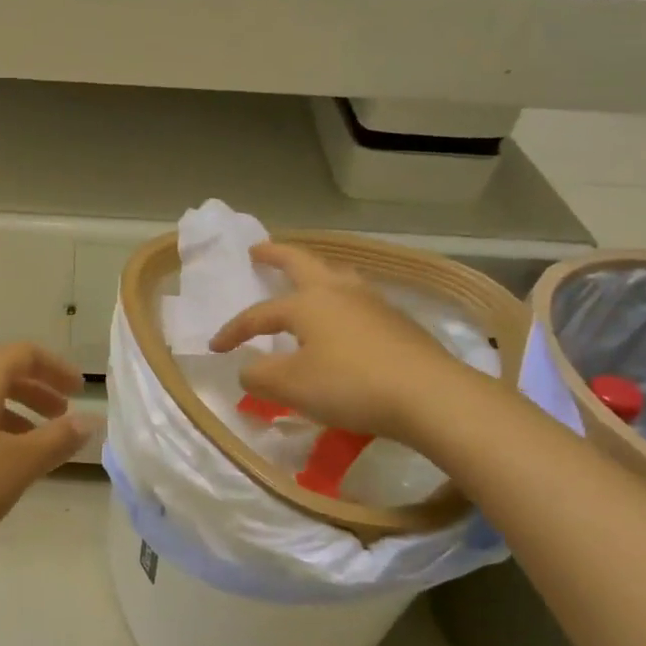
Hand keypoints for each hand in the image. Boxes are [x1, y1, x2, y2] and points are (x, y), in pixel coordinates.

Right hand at [209, 243, 474, 444]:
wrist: (429, 395)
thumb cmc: (350, 385)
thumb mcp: (290, 386)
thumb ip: (259, 376)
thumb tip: (248, 369)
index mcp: (307, 303)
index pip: (259, 314)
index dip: (234, 330)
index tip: (216, 348)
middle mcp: (339, 292)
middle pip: (302, 262)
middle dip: (277, 255)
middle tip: (259, 250)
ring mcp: (373, 303)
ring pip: (337, 275)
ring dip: (315, 272)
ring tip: (307, 278)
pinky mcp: (398, 322)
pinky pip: (359, 299)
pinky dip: (341, 299)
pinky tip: (345, 318)